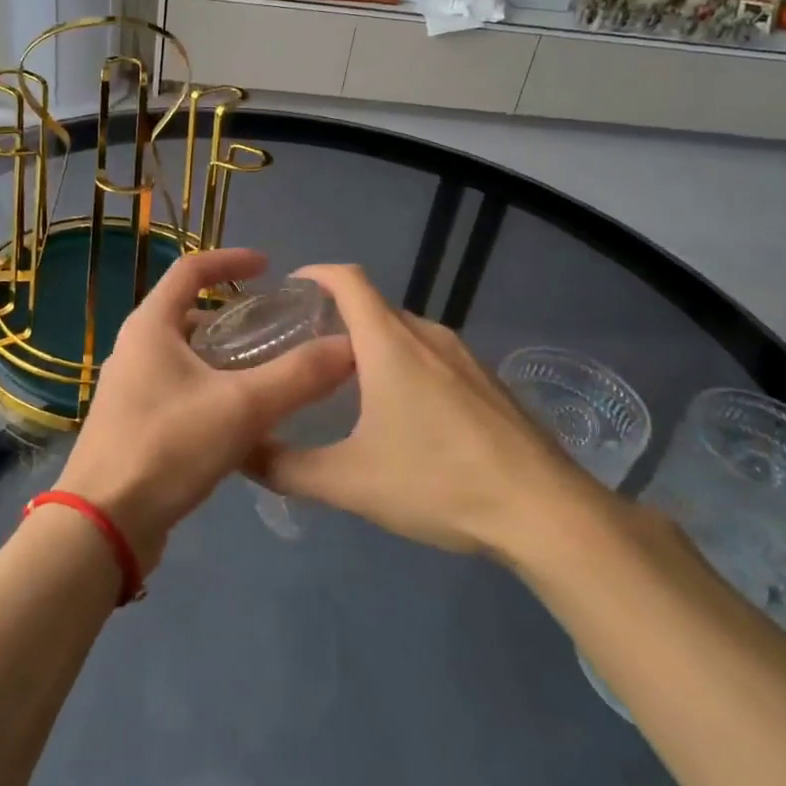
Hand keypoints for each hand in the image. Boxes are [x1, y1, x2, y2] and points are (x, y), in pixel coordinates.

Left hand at [54, 248, 352, 573]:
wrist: (103, 524)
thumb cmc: (167, 447)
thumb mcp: (242, 407)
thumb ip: (298, 375)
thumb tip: (349, 347)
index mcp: (150, 327)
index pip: (190, 270)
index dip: (231, 260)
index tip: (269, 267)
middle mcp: (134, 349)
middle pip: (186, 313)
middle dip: (231, 314)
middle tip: (274, 326)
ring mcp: (130, 388)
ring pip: (183, 354)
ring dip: (221, 354)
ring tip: (265, 369)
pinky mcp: (133, 423)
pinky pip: (178, 388)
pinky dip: (210, 386)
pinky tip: (239, 417)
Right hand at [250, 264, 607, 557]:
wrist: (544, 511)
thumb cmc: (438, 482)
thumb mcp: (350, 482)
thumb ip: (288, 468)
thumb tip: (241, 452)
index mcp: (391, 344)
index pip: (349, 281)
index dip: (317, 274)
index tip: (291, 289)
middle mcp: (428, 336)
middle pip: (375, 308)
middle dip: (339, 321)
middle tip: (308, 356)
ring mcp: (466, 357)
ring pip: (407, 335)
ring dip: (375, 347)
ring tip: (351, 387)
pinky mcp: (489, 382)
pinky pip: (435, 357)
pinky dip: (408, 366)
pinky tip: (407, 416)